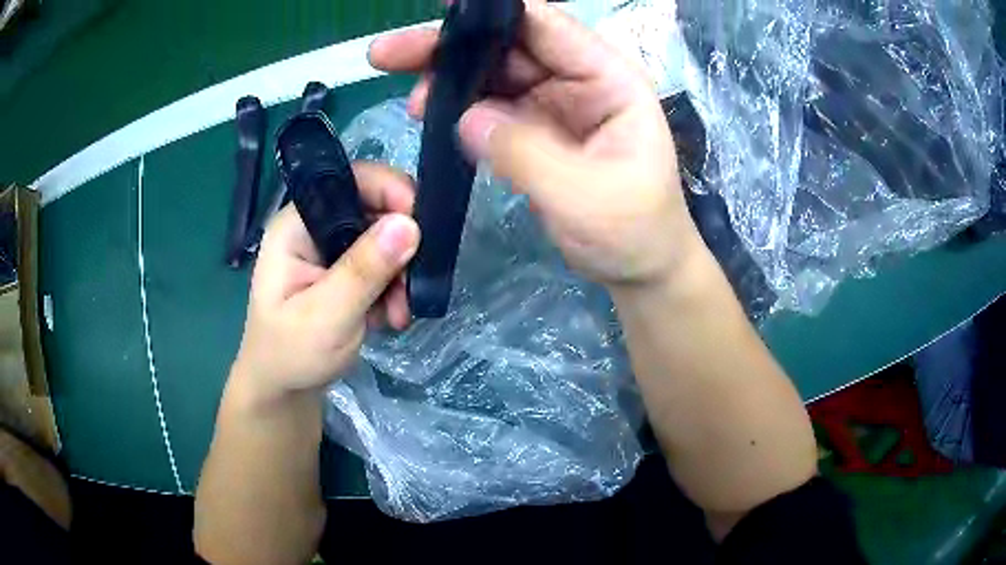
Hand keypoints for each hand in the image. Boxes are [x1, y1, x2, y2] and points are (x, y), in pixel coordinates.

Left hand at [232, 163, 419, 400]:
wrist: (285, 389)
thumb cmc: (291, 353)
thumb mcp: (325, 315)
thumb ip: (363, 270)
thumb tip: (409, 224)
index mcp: (297, 224)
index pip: (348, 181)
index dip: (388, 190)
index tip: (420, 225)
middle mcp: (315, 227)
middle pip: (373, 208)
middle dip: (400, 245)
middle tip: (410, 287)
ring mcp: (331, 249)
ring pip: (385, 238)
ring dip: (401, 274)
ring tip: (399, 314)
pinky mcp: (346, 270)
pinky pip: (384, 263)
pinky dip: (395, 287)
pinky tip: (390, 317)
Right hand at [369, 0, 702, 288]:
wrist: (640, 269)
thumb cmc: (634, 231)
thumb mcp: (586, 195)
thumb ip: (526, 152)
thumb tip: (465, 117)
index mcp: (608, 79)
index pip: (547, 26)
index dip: (492, 10)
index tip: (441, 6)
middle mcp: (580, 81)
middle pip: (508, 45)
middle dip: (451, 47)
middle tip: (389, 54)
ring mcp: (555, 105)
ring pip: (493, 75)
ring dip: (449, 80)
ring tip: (412, 102)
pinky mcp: (535, 131)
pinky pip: (490, 108)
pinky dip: (458, 110)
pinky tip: (431, 118)